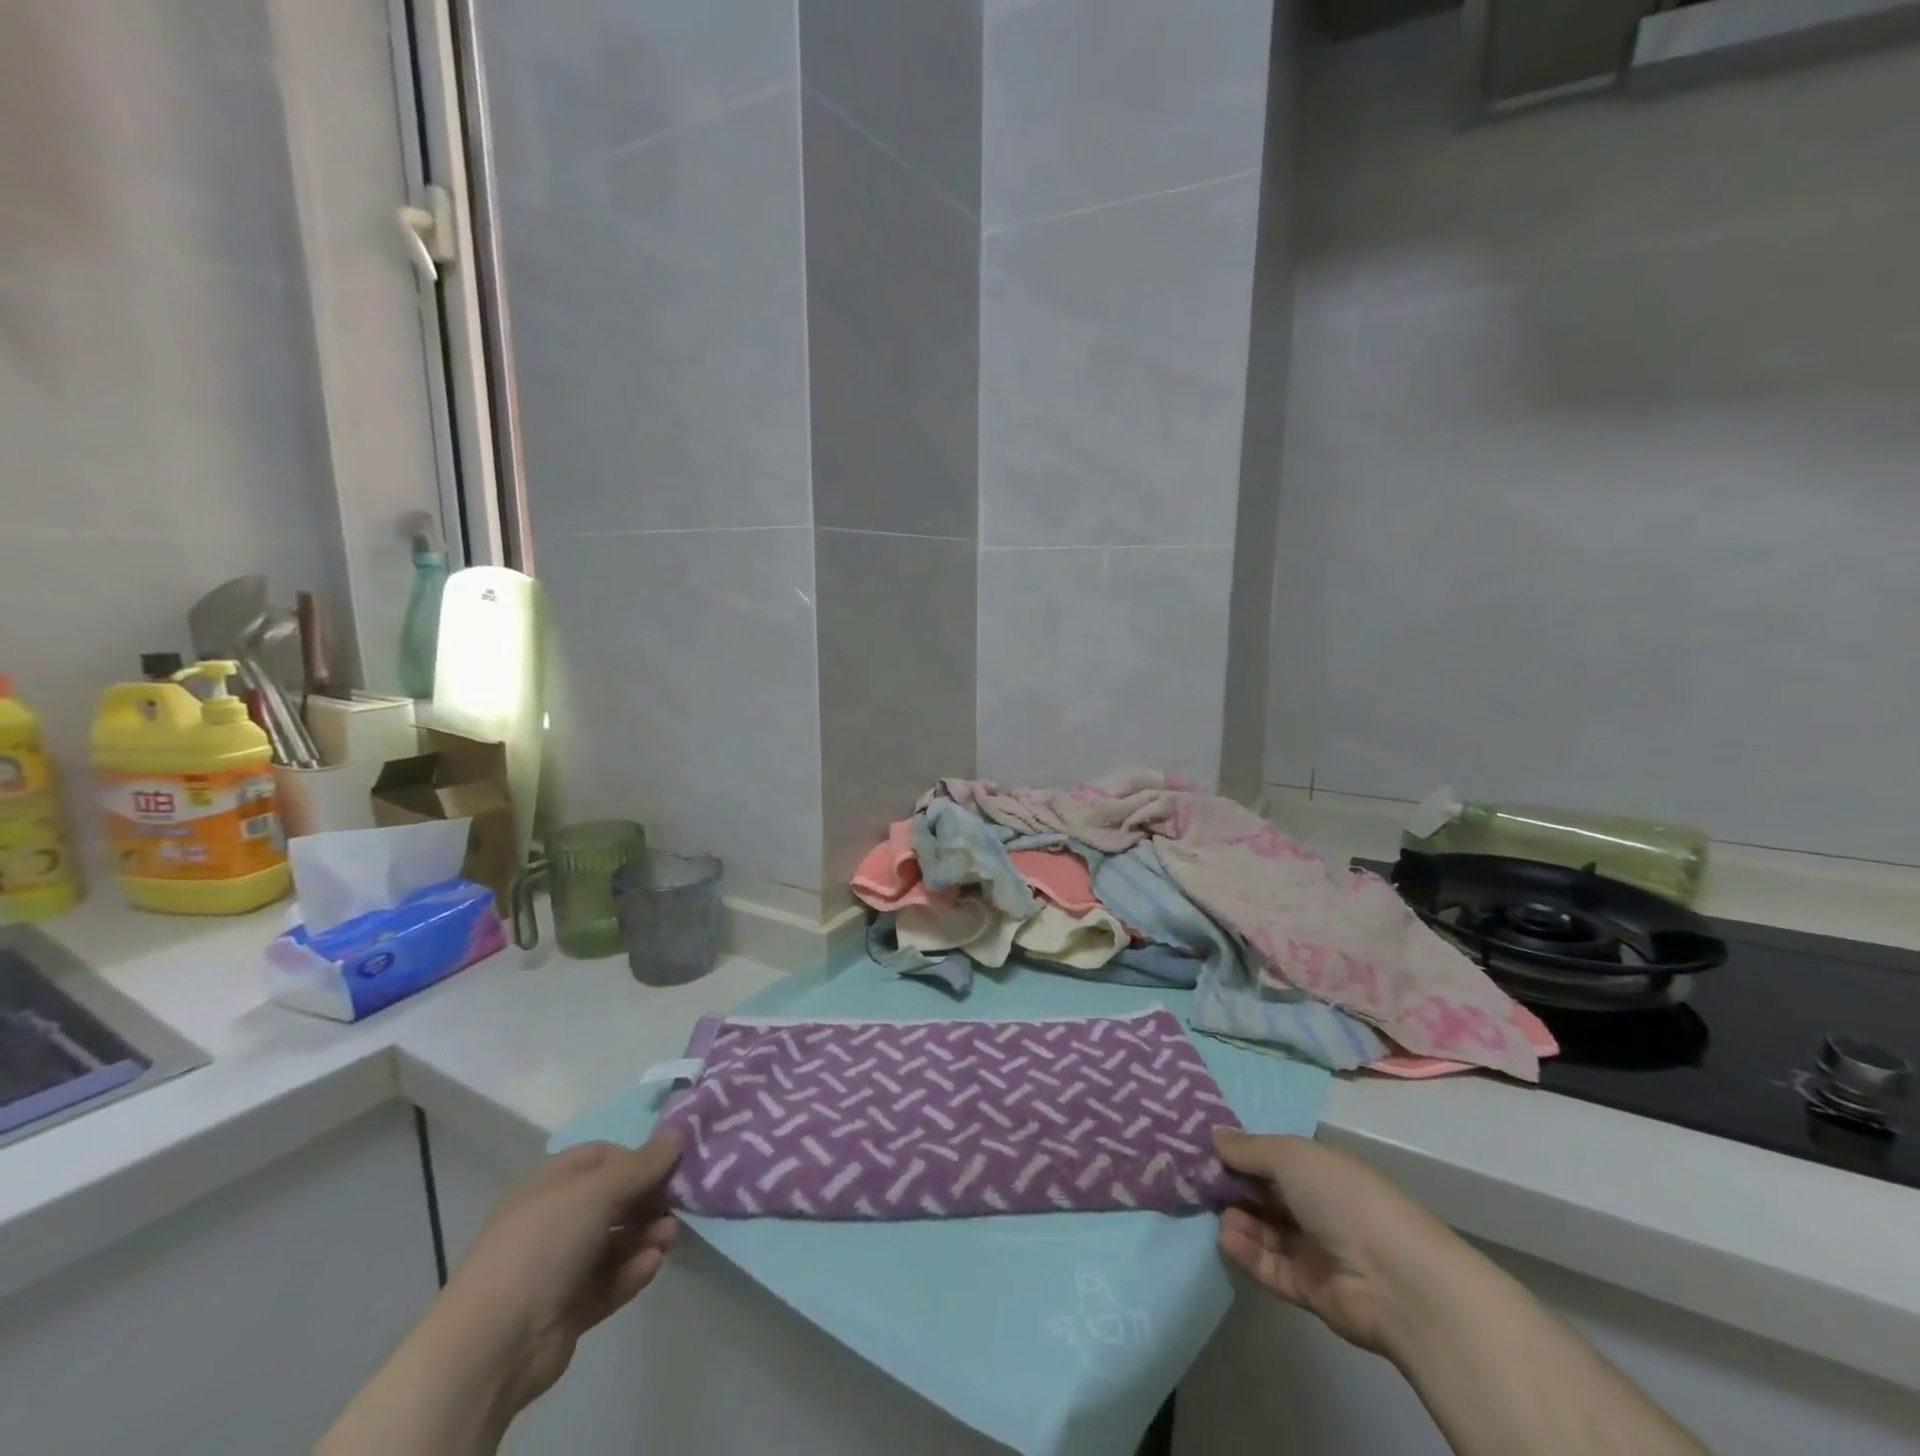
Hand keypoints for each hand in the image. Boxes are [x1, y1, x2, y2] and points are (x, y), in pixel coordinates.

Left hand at [430, 1135, 682, 1416]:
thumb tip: (678, 1134)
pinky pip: (608, 1281)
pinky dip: (632, 1271)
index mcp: (548, 1187)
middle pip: (611, 1200)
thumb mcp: (598, 1191)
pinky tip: (652, 1265)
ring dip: (646, 1235)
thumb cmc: (543, 1245)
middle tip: (678, 1203)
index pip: (599, 1158)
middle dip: (647, 1200)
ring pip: (614, 1242)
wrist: (493, 1345)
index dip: (634, 1157)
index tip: (668, 1164)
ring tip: (670, 1238)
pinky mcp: (568, 1309)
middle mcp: (552, 1222)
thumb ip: (643, 1164)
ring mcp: (558, 1268)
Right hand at [1212, 1128, 1458, 1356]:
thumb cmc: (1343, 1198)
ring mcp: (1315, 1249)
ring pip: (1265, 1230)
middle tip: (1197, 1178)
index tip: (1205, 1148)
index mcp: (1321, 1169)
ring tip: (1214, 1211)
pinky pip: (1270, 1266)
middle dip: (1233, 1185)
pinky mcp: (1309, 1289)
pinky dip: (1247, 1252)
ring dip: (1238, 1219)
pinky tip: (1225, 1237)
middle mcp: (1318, 1206)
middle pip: (1266, 1194)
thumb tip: (1214, 1135)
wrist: (1395, 1280)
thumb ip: (1248, 1148)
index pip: (1274, 1157)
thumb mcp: (1290, 1155)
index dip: (1242, 1153)